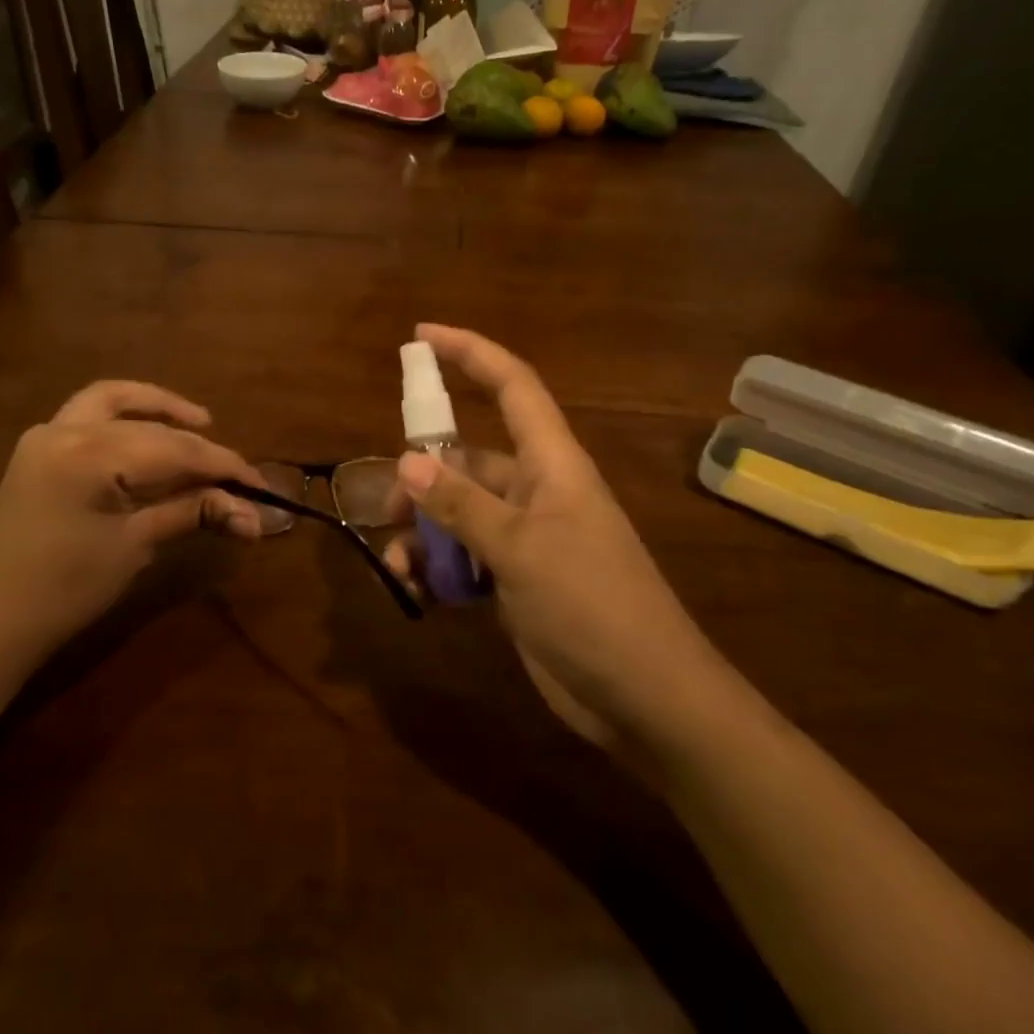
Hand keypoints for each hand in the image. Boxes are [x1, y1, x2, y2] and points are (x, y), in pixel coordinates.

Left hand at [0, 381, 264, 680]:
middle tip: (236, 476)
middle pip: (153, 429)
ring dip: (159, 407)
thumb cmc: (66, 590)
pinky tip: (148, 432)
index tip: (261, 488)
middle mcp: (68, 429)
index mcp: (93, 454)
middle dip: (200, 449)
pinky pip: (89, 413)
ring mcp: (47, 433)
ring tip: (200, 421)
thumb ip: (192, 513)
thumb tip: (252, 515)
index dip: (225, 467)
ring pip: (114, 400)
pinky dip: (125, 415)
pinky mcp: (38, 448)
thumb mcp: (136, 546)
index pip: (178, 451)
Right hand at [383, 325, 719, 746]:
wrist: (645, 697)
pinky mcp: (518, 579)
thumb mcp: (520, 551)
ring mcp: (528, 537)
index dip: (469, 353)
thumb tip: (406, 462)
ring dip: (425, 533)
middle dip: (423, 476)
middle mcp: (538, 491)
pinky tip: (418, 591)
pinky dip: (439, 569)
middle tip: (388, 507)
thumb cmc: (591, 606)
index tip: (420, 337)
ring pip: (460, 513)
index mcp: (552, 464)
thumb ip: (462, 505)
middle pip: (469, 459)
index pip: (511, 386)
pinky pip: (466, 557)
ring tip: (398, 564)